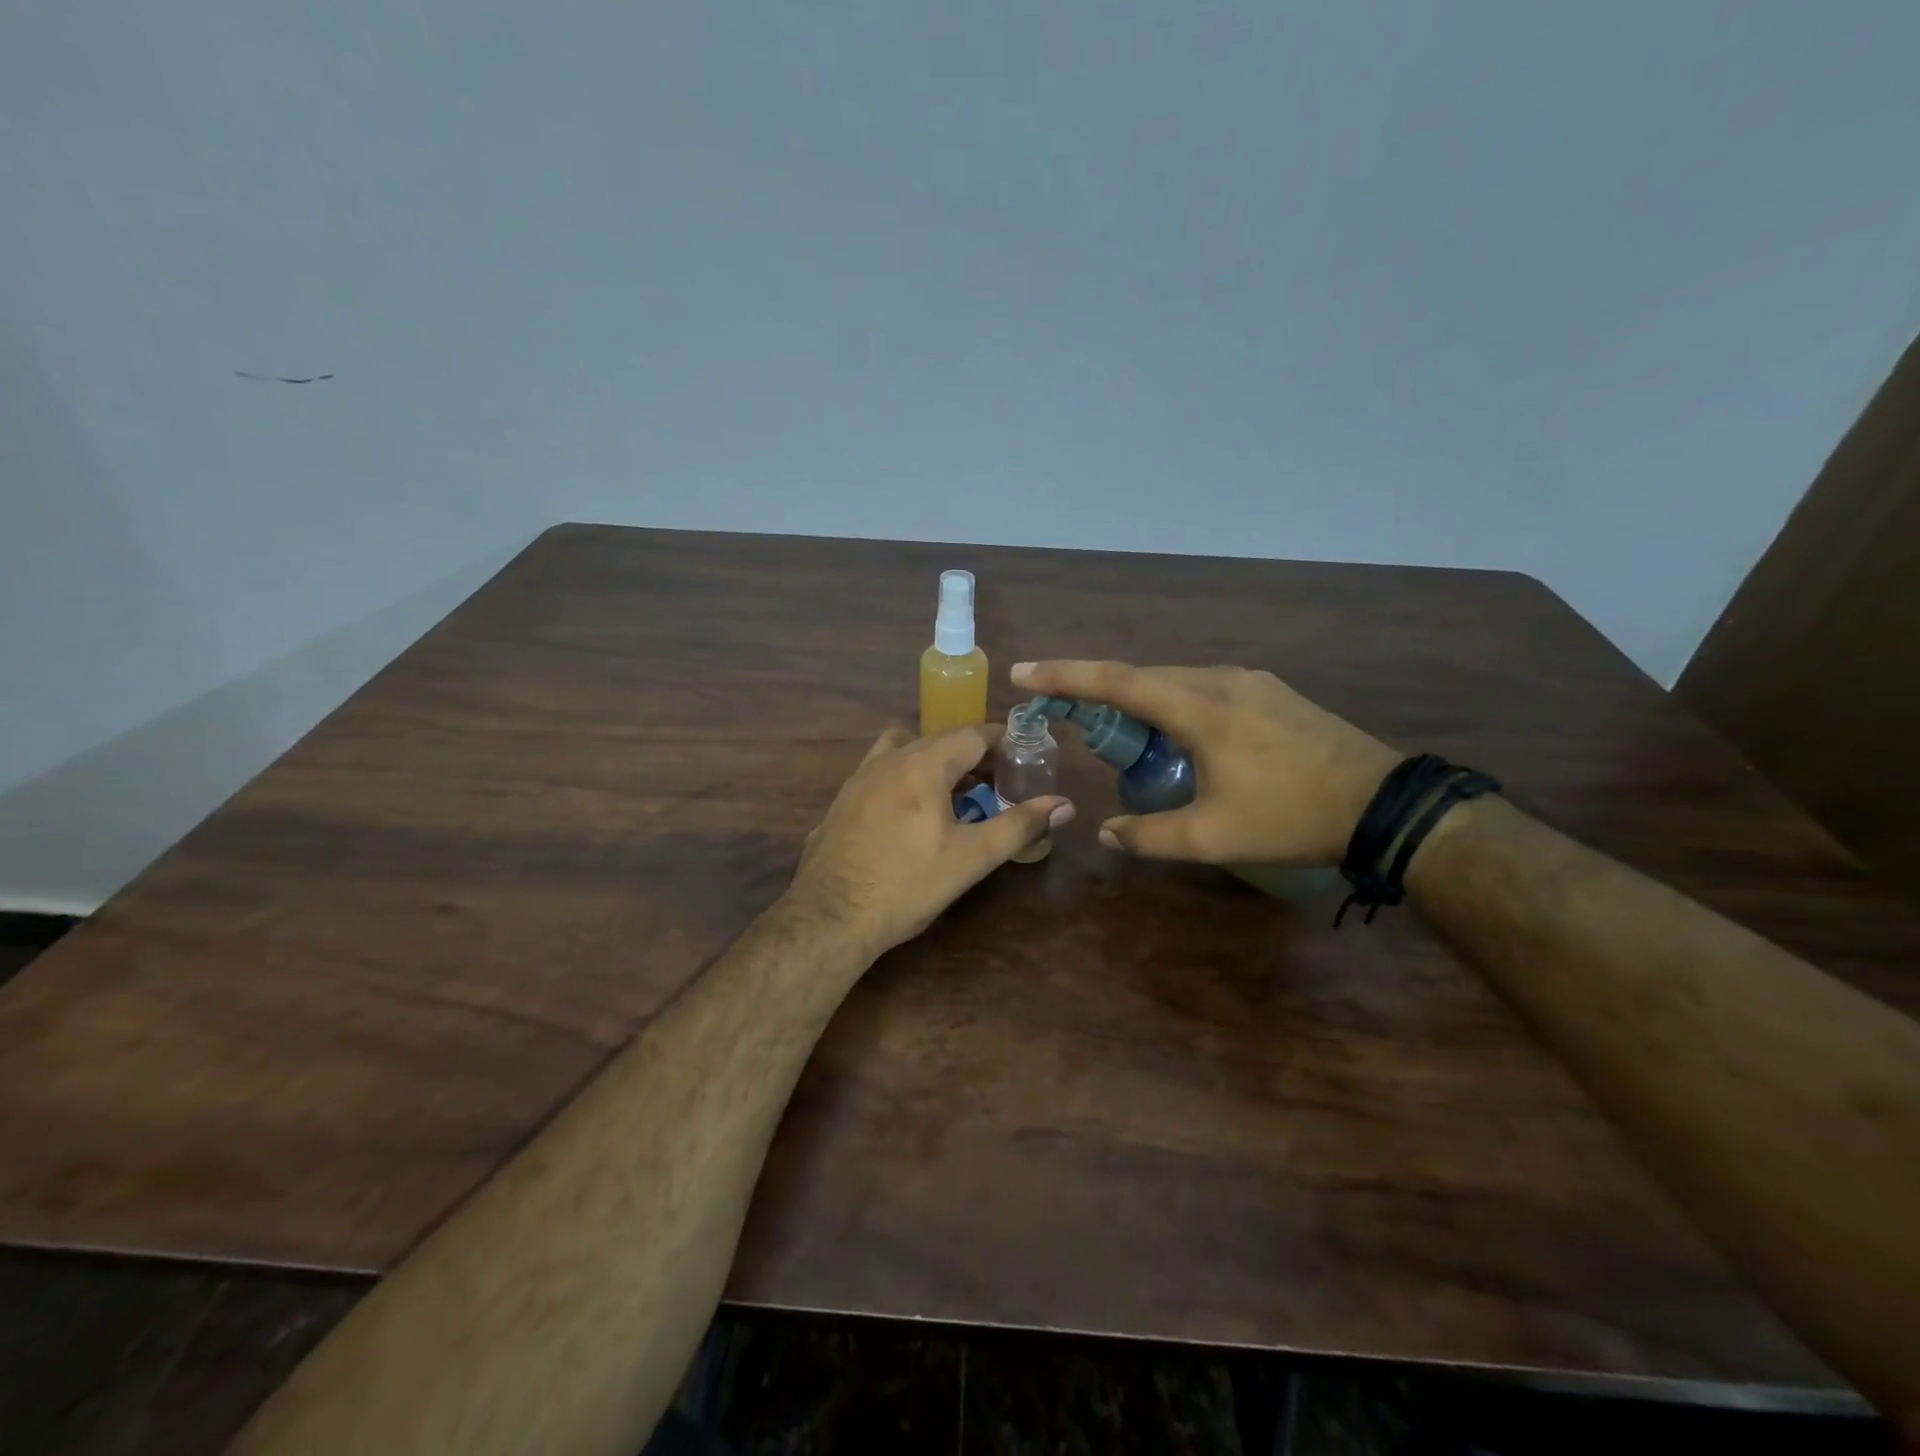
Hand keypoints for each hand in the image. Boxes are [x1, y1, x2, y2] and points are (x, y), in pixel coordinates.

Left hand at [785, 725, 1073, 956]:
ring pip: (903, 749)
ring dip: (932, 761)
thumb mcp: (971, 858)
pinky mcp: (841, 800)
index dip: (1002, 741)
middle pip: (938, 740)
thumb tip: (1064, 805)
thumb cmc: (907, 885)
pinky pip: (879, 771)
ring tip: (949, 793)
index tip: (1022, 757)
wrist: (830, 918)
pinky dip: (902, 777)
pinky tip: (907, 814)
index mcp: (923, 765)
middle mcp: (888, 759)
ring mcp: (858, 778)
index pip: (972, 734)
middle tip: (995, 782)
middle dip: (971, 754)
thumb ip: (1019, 825)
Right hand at [1010, 661, 1398, 865]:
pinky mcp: (1271, 692)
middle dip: (1098, 692)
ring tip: (1124, 736)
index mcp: (1201, 708)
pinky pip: (1204, 688)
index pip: (1118, 683)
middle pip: (1143, 677)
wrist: (1384, 805)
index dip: (1066, 676)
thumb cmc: (1291, 817)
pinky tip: (1178, 736)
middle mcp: (1221, 680)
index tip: (1024, 672)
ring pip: (1176, 682)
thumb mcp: (1213, 838)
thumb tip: (1105, 833)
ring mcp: (1251, 682)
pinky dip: (1173, 705)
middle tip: (1068, 715)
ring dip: (1140, 702)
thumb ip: (1149, 836)